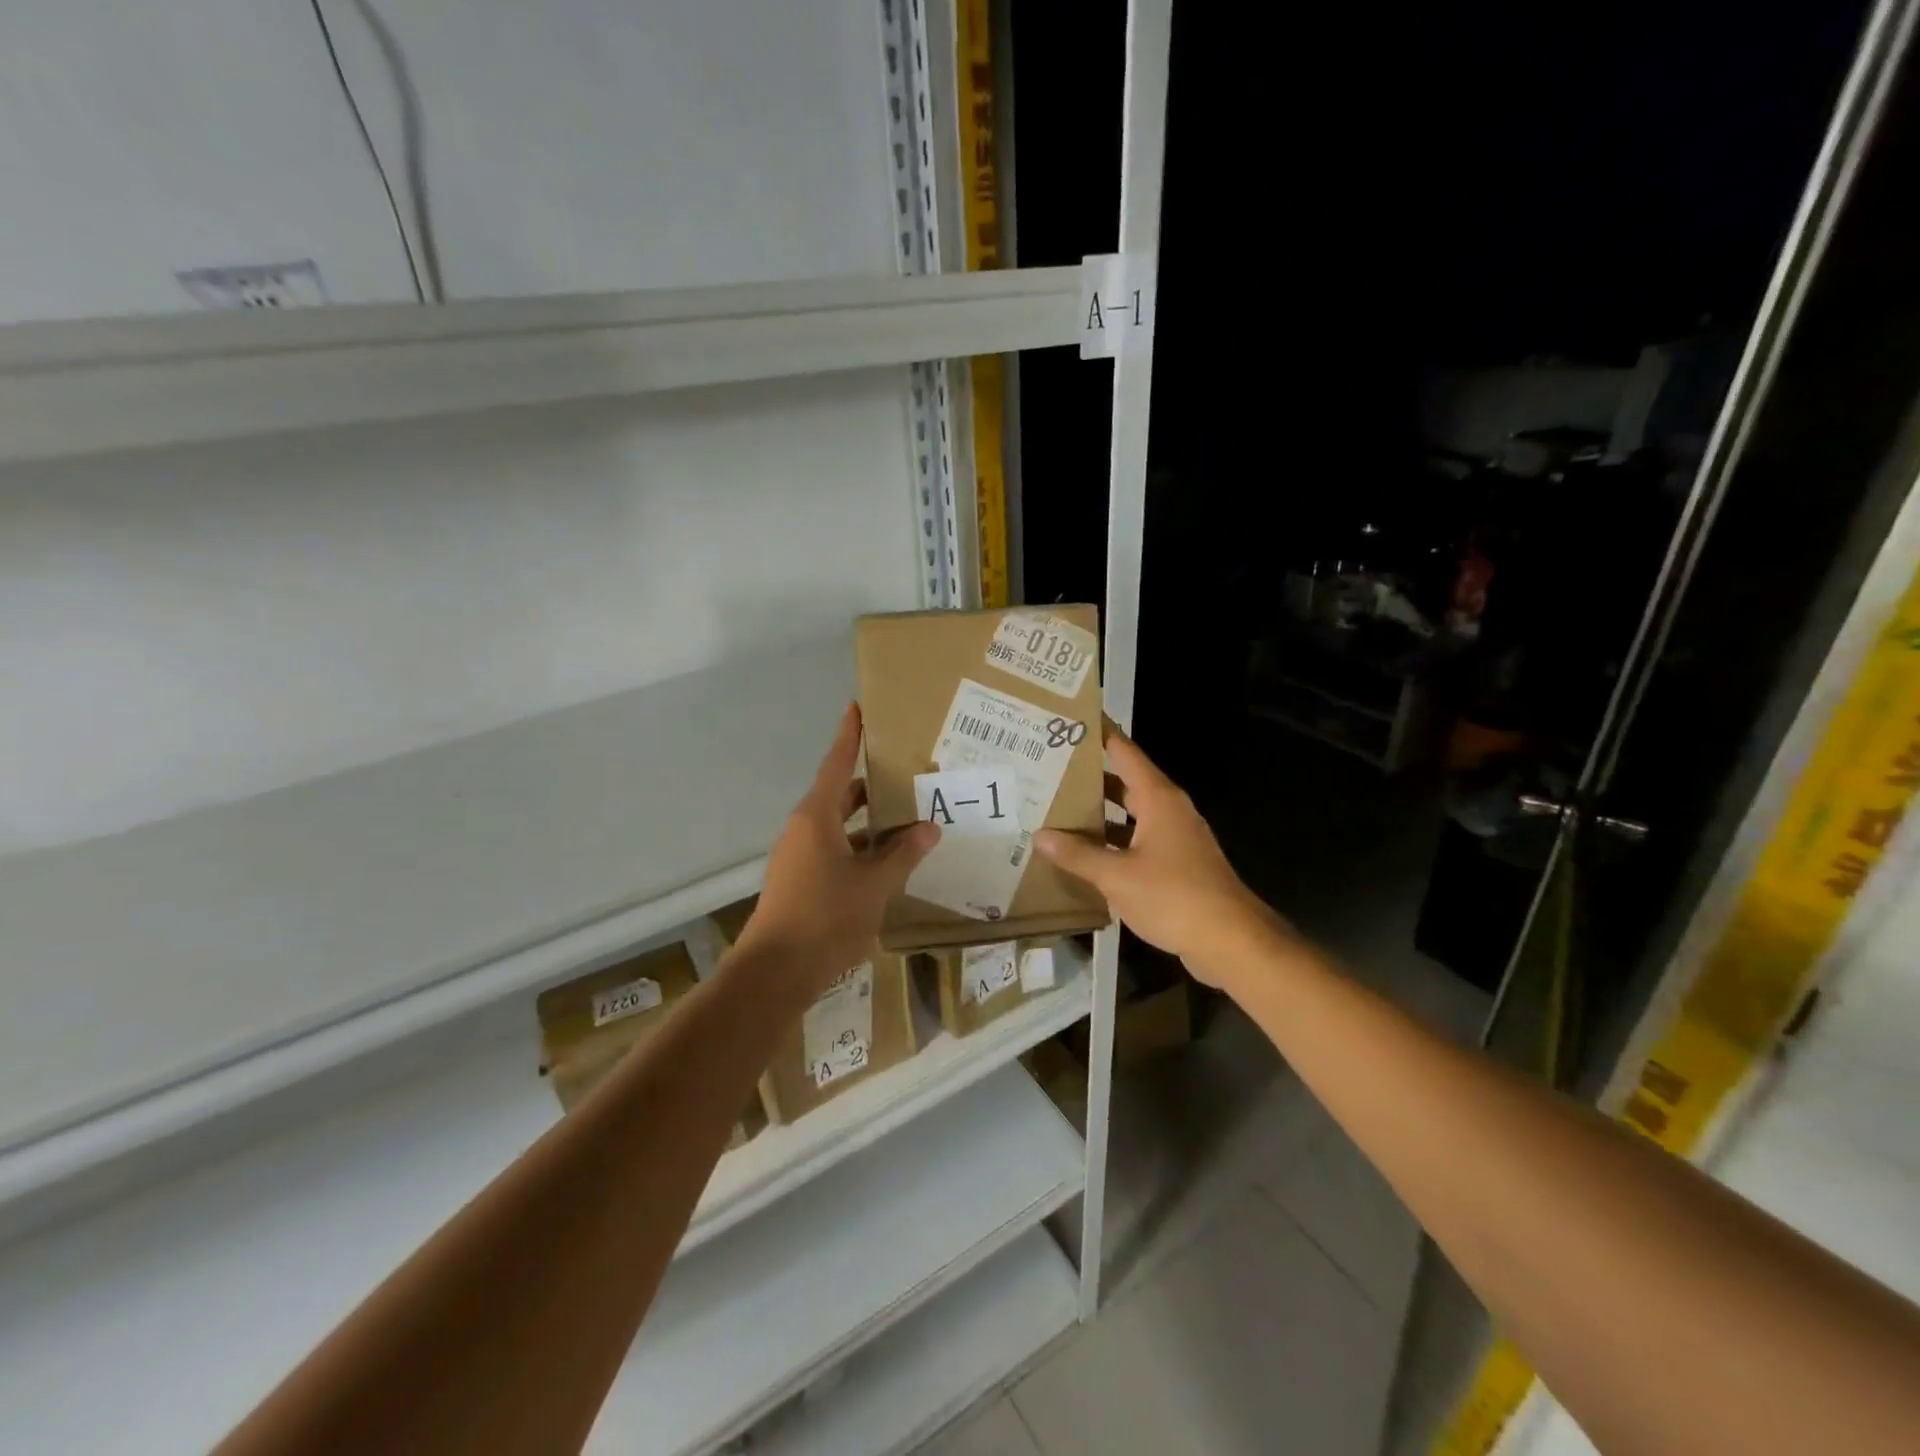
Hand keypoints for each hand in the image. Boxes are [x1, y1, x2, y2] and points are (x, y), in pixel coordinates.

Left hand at [735, 704, 938, 990]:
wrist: (775, 972)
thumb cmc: (825, 918)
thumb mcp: (874, 885)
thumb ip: (902, 854)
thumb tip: (929, 829)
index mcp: (817, 817)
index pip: (837, 763)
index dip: (850, 735)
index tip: (859, 707)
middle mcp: (804, 829)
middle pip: (840, 794)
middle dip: (872, 785)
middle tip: (908, 773)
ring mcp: (799, 856)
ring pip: (840, 826)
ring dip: (869, 822)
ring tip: (909, 818)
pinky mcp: (800, 881)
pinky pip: (835, 850)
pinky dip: (860, 849)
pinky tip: (889, 861)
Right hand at [1035, 724, 1281, 984]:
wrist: (1231, 941)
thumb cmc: (1174, 897)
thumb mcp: (1117, 875)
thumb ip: (1078, 854)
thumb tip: (1041, 836)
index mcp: (1158, 798)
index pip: (1125, 752)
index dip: (1100, 734)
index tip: (1072, 720)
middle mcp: (1168, 809)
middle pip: (1125, 781)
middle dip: (1090, 776)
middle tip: (1050, 769)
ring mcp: (1175, 837)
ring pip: (1130, 814)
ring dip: (1100, 813)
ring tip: (1058, 809)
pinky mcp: (1177, 863)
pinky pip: (1137, 840)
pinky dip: (1112, 841)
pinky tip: (1085, 854)